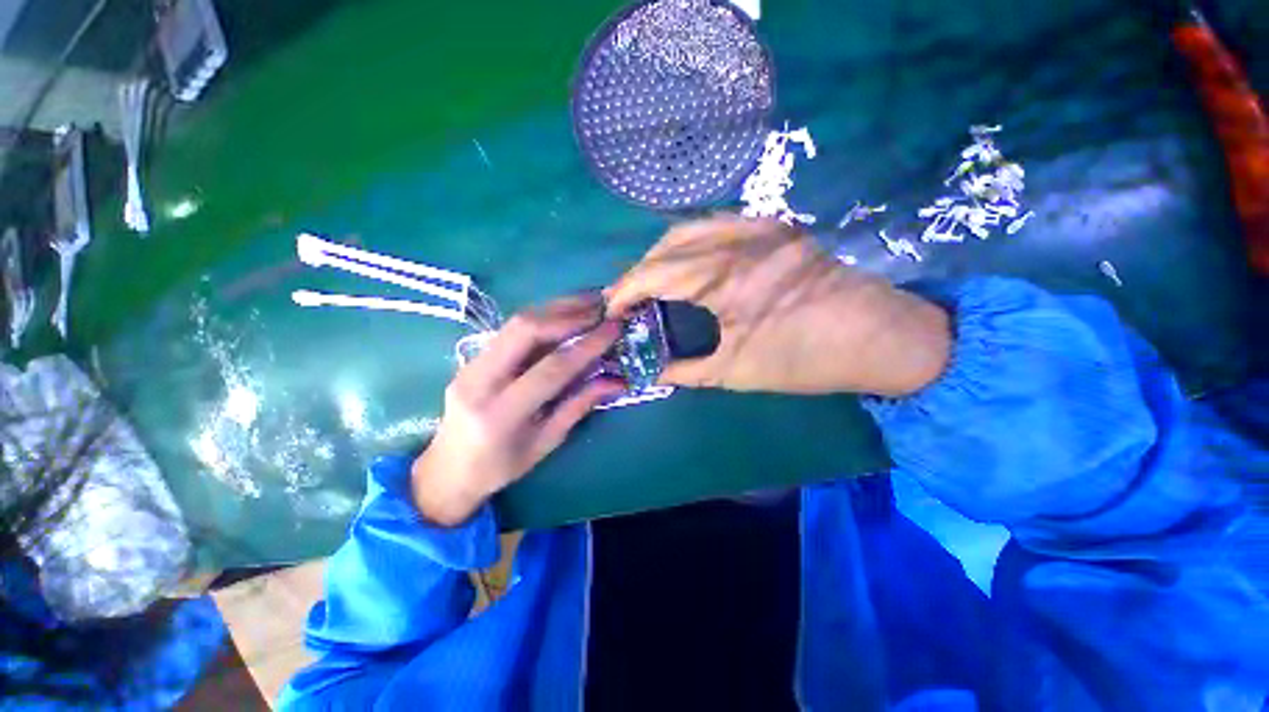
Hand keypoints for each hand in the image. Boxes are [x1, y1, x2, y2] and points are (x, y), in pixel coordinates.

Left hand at [411, 295, 624, 525]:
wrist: (446, 470)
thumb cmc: (501, 467)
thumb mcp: (546, 442)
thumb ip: (579, 406)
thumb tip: (618, 381)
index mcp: (501, 413)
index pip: (551, 369)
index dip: (587, 346)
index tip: (614, 328)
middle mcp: (479, 381)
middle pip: (526, 330)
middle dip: (569, 314)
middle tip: (602, 307)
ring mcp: (470, 364)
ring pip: (516, 321)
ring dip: (557, 307)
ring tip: (590, 300)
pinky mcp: (472, 356)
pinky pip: (511, 328)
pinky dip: (543, 315)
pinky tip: (566, 311)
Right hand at [607, 215, 950, 395]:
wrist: (877, 336)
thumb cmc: (804, 359)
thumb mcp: (735, 372)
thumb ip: (684, 370)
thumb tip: (650, 371)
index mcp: (725, 280)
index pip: (654, 274)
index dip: (624, 291)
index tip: (610, 310)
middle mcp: (737, 241)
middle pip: (666, 245)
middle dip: (638, 272)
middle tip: (629, 299)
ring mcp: (758, 227)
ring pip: (689, 228)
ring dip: (661, 253)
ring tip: (651, 281)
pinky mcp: (774, 226)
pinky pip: (717, 224)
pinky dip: (690, 241)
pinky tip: (687, 262)